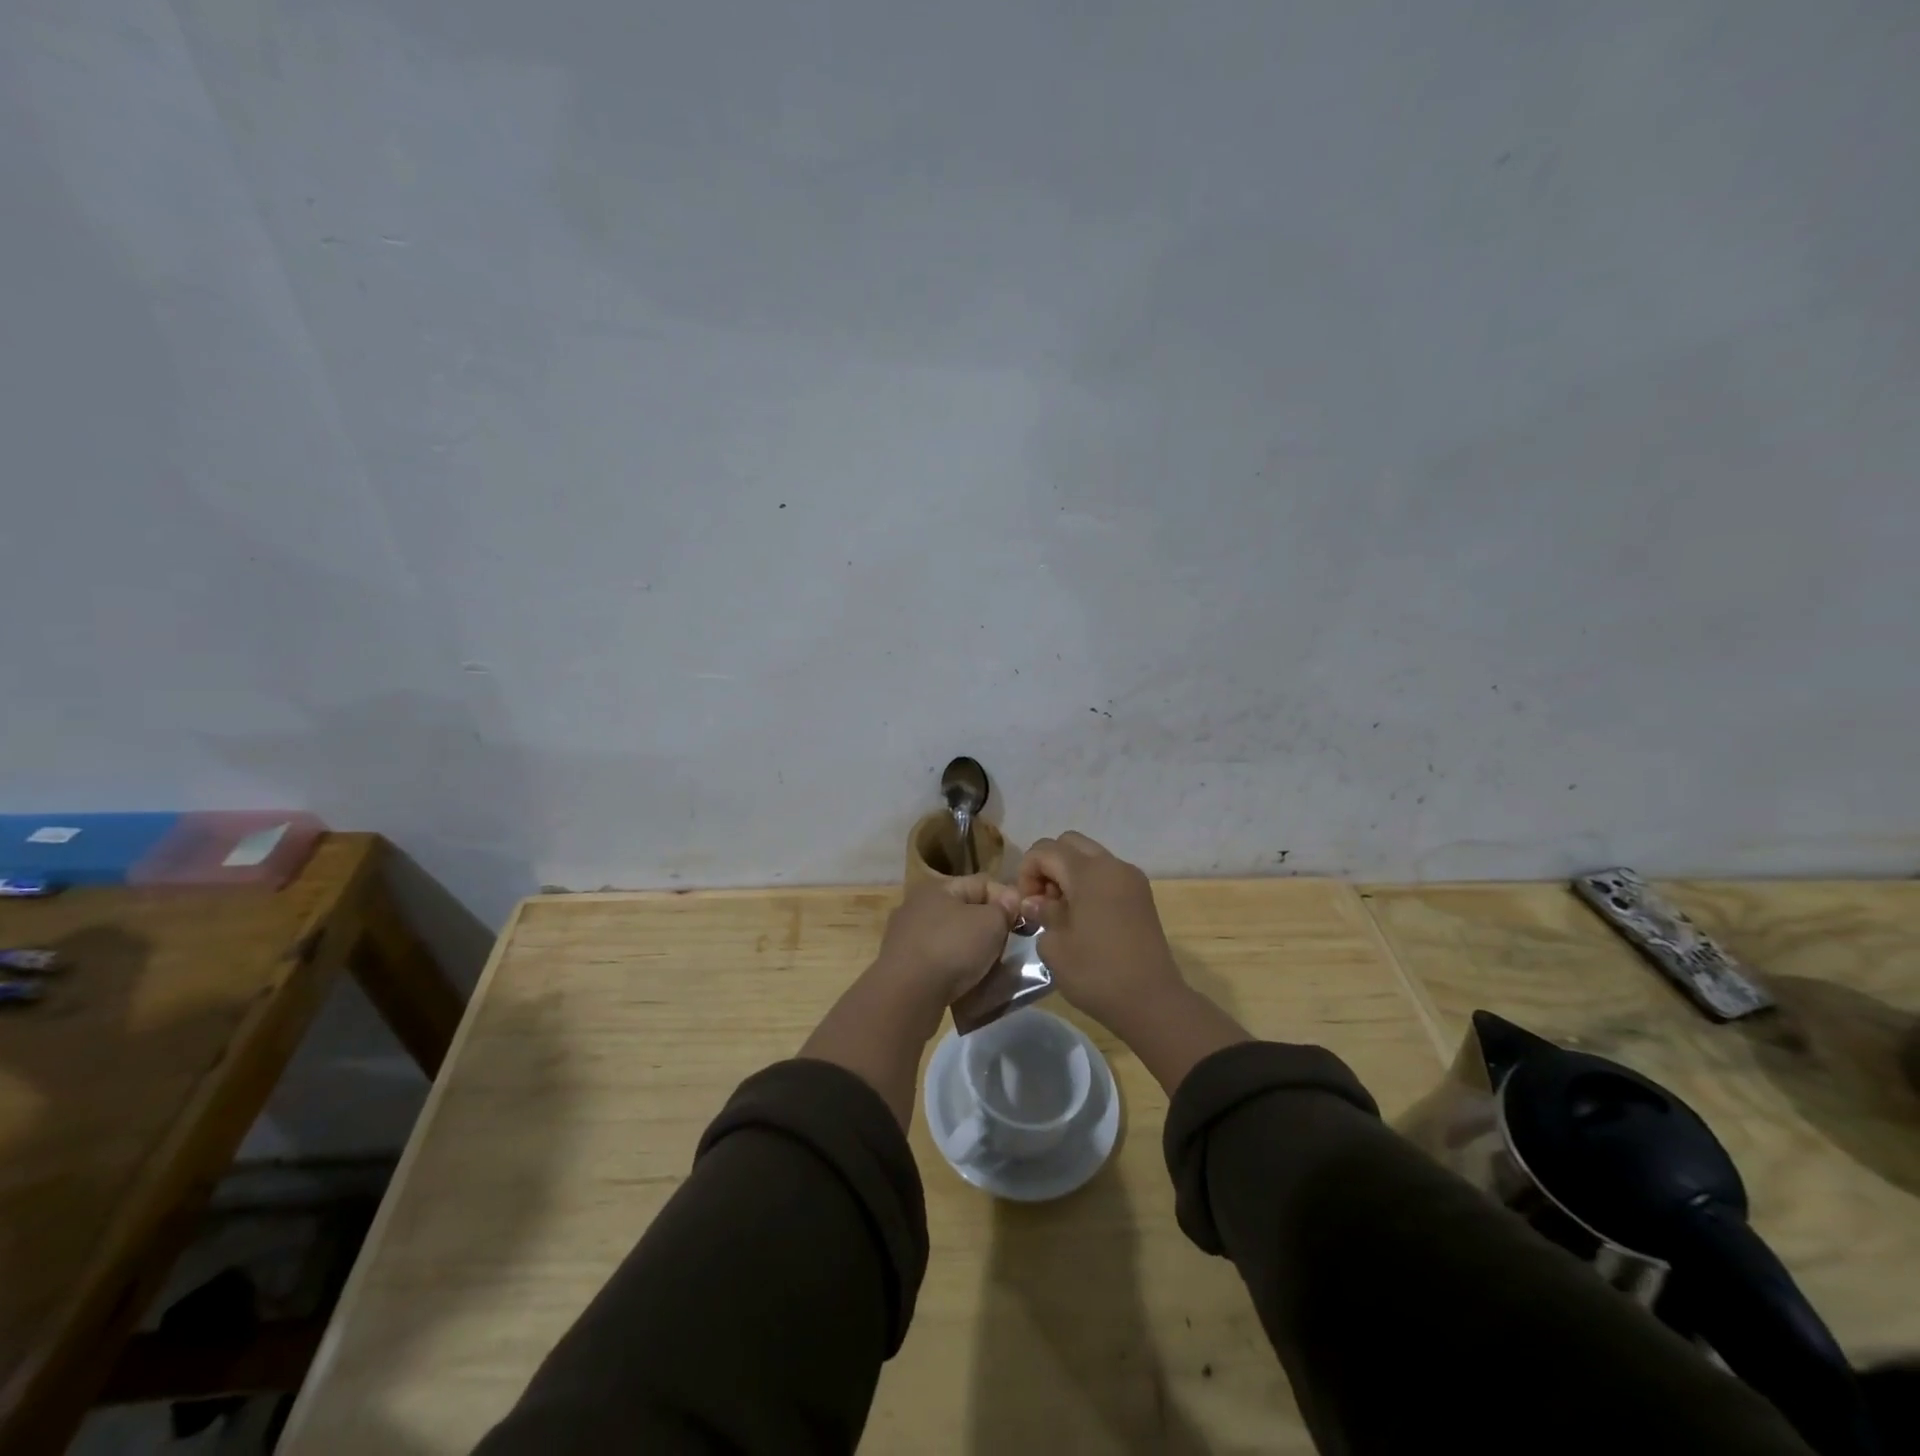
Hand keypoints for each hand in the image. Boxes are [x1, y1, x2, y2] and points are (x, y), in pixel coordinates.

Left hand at [874, 874, 1022, 1010]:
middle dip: (988, 928)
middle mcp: (918, 906)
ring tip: (989, 969)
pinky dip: (953, 969)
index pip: (983, 883)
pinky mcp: (902, 965)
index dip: (1006, 900)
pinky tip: (965, 983)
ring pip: (951, 937)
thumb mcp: (990, 923)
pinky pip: (938, 960)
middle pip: (966, 911)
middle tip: (1007, 947)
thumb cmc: (952, 949)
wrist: (906, 996)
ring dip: (971, 950)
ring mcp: (906, 936)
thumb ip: (1004, 908)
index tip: (1022, 924)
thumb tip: (1009, 899)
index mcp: (937, 887)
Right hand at [1016, 832, 1186, 1031]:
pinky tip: (1084, 917)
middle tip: (1042, 901)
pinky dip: (1089, 883)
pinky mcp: (1142, 895)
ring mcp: (1131, 878)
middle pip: (1069, 843)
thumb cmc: (1097, 973)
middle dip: (1048, 865)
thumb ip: (1041, 913)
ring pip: (1090, 856)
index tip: (1027, 904)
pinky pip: (1107, 873)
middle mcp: (1112, 865)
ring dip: (1069, 874)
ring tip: (1062, 912)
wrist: (1152, 1001)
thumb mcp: (1055, 946)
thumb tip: (1035, 902)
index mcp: (1088, 872)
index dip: (1027, 871)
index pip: (1045, 850)